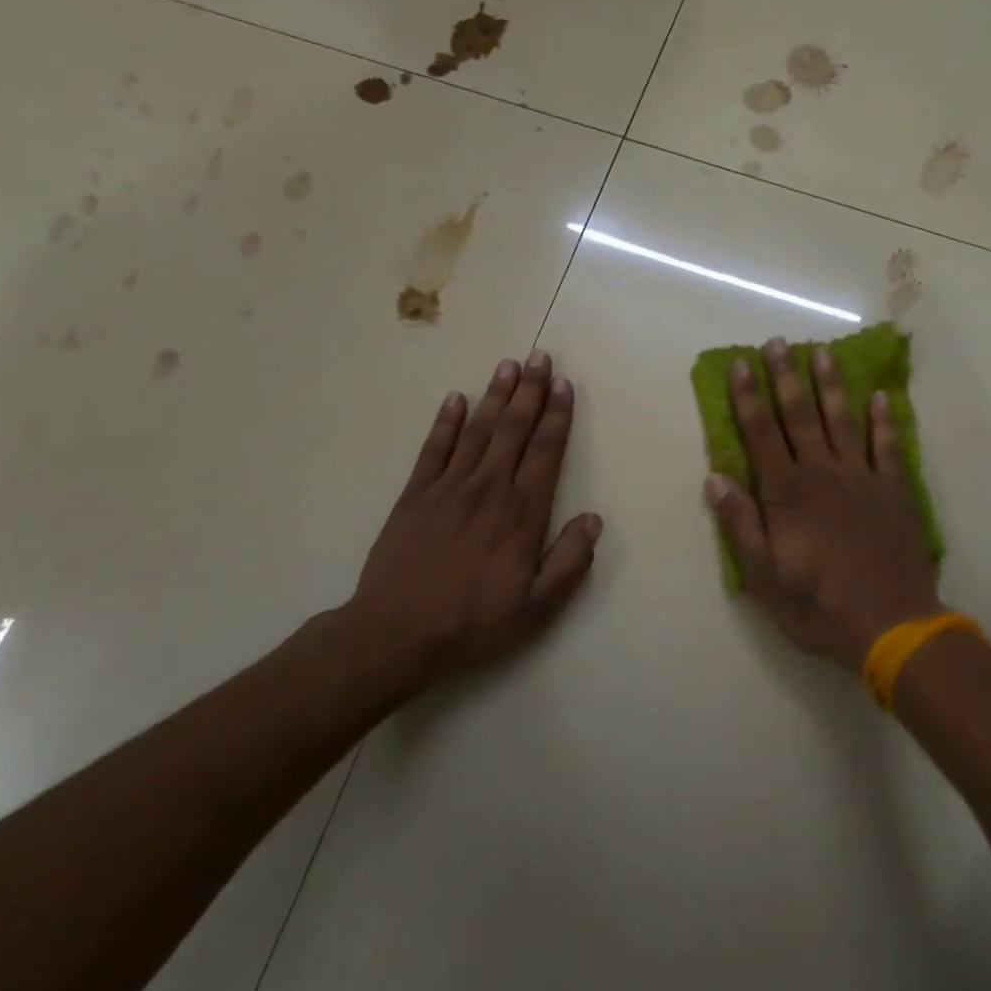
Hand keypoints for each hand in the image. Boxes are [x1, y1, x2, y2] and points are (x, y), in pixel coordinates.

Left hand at [339, 351, 601, 685]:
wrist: (397, 633)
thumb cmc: (474, 623)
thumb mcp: (537, 607)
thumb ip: (570, 561)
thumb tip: (593, 520)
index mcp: (522, 513)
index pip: (545, 452)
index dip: (558, 417)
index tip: (565, 385)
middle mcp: (489, 488)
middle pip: (513, 429)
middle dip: (530, 391)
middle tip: (540, 357)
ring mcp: (448, 487)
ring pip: (478, 430)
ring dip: (495, 396)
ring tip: (507, 365)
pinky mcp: (415, 495)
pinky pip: (434, 449)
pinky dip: (446, 422)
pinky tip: (456, 399)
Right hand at [705, 338, 942, 672]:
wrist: (892, 626)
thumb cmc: (819, 607)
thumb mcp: (764, 578)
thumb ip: (740, 525)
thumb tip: (715, 478)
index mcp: (787, 494)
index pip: (761, 434)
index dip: (749, 397)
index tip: (741, 364)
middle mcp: (822, 475)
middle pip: (800, 416)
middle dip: (786, 377)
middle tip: (778, 343)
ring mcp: (862, 479)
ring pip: (842, 421)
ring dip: (831, 385)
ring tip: (822, 353)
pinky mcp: (894, 491)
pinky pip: (889, 446)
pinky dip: (884, 420)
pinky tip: (880, 396)